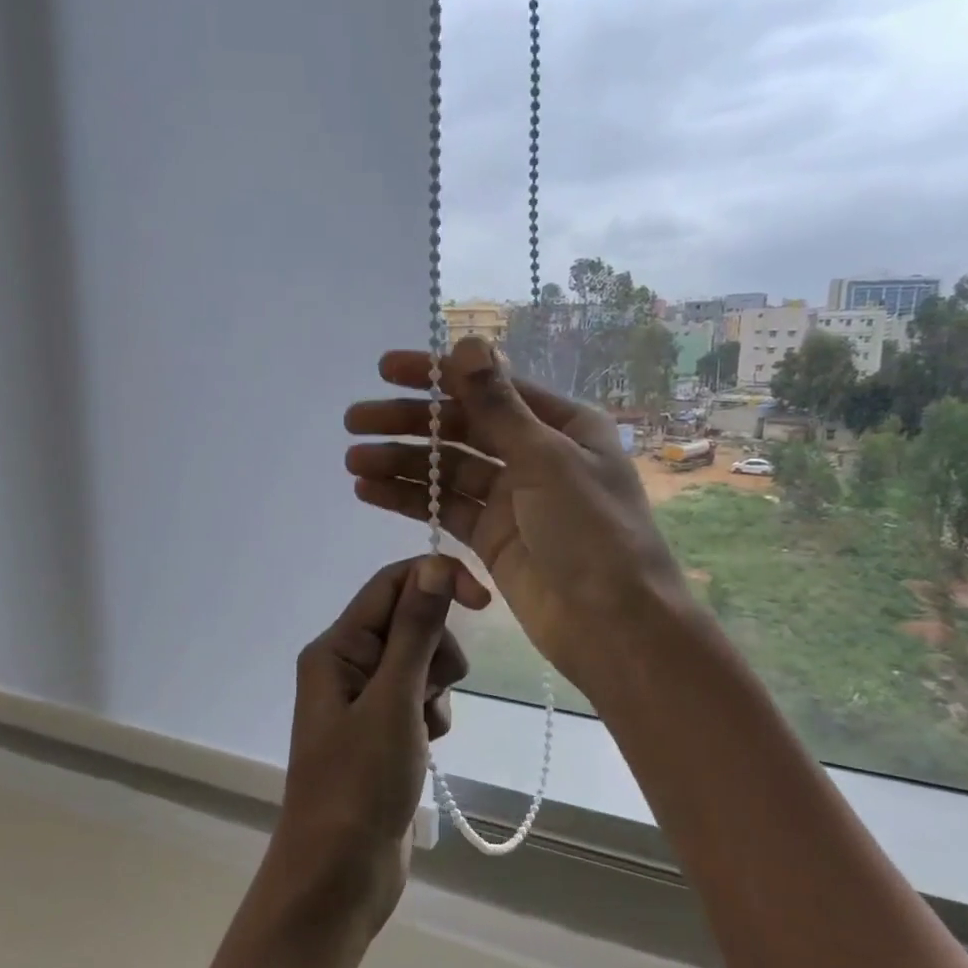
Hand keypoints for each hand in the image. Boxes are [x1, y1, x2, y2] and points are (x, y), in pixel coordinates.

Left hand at [270, 555, 472, 933]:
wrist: (338, 876)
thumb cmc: (359, 785)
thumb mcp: (393, 702)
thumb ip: (416, 632)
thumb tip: (436, 567)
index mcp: (336, 648)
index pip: (392, 584)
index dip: (438, 580)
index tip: (484, 601)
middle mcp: (346, 664)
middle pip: (410, 621)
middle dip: (436, 650)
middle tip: (432, 693)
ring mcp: (363, 699)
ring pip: (420, 661)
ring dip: (436, 688)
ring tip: (424, 729)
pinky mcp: (381, 730)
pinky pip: (419, 698)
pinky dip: (432, 715)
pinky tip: (426, 748)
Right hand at [344, 337, 690, 698]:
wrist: (614, 626)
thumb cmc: (592, 532)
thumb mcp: (546, 459)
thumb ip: (498, 405)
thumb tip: (467, 341)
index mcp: (562, 425)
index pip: (489, 387)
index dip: (436, 375)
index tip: (384, 368)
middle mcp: (536, 455)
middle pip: (462, 428)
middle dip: (408, 423)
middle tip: (355, 421)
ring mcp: (512, 499)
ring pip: (447, 470)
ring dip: (401, 463)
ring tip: (353, 460)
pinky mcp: (491, 537)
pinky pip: (444, 508)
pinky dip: (410, 498)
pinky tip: (368, 491)